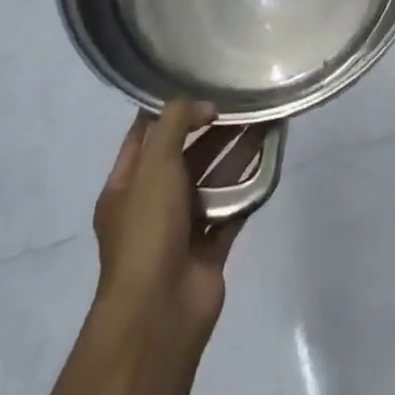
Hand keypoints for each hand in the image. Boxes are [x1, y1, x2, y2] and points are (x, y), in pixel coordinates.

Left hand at [92, 102, 246, 349]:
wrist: (161, 312)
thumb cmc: (147, 230)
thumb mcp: (153, 164)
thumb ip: (176, 123)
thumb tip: (205, 106)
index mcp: (126, 184)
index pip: (144, 135)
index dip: (167, 109)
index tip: (198, 83)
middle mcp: (152, 203)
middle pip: (183, 155)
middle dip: (210, 128)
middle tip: (242, 101)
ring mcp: (181, 228)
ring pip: (211, 181)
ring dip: (234, 153)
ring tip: (263, 122)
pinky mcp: (209, 248)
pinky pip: (231, 210)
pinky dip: (247, 188)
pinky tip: (268, 161)